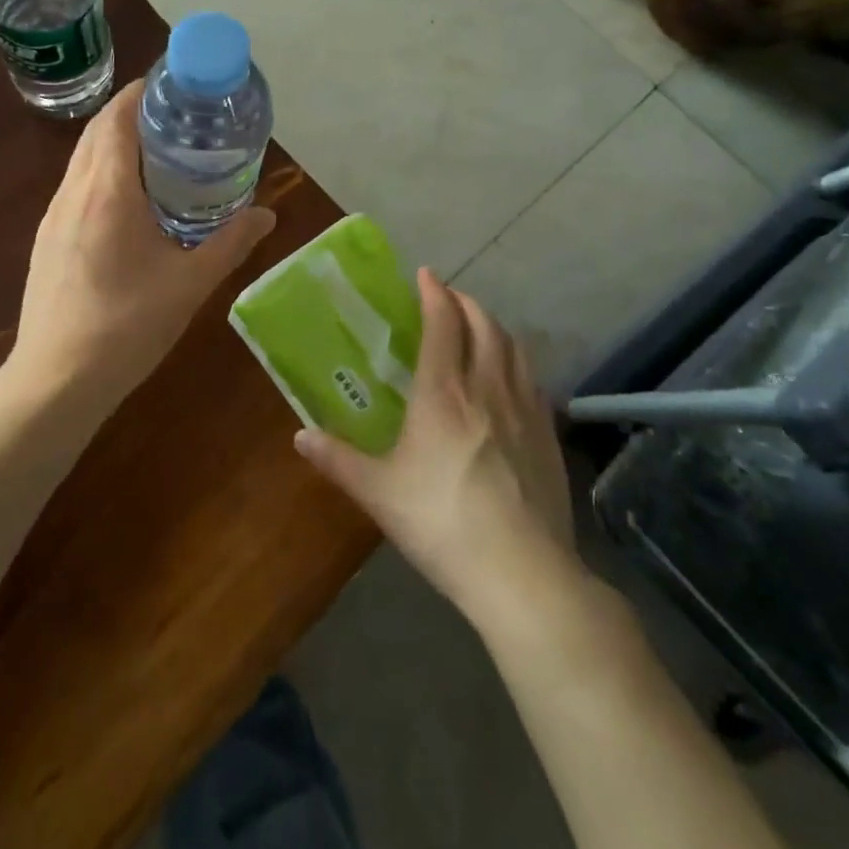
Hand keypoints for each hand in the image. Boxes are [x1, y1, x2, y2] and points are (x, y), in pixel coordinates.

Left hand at [5, 78, 276, 415]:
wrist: (56, 379)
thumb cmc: (127, 326)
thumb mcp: (189, 284)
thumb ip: (230, 244)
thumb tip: (268, 215)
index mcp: (107, 191)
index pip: (116, 118)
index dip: (140, 92)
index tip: (171, 84)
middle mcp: (73, 193)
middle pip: (96, 132)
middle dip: (130, 113)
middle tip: (174, 117)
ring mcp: (53, 217)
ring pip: (82, 160)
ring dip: (113, 144)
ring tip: (156, 154)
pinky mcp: (46, 240)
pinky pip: (75, 188)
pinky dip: (100, 174)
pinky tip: (127, 203)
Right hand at [294, 269, 581, 623]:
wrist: (522, 574)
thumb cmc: (440, 522)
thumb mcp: (378, 492)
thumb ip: (338, 459)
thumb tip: (299, 437)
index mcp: (444, 393)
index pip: (443, 324)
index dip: (435, 294)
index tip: (425, 275)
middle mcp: (487, 388)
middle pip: (484, 326)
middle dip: (466, 303)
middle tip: (448, 299)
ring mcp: (525, 411)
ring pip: (514, 348)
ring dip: (495, 327)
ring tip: (479, 327)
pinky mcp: (549, 437)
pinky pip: (533, 380)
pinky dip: (517, 362)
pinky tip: (511, 379)